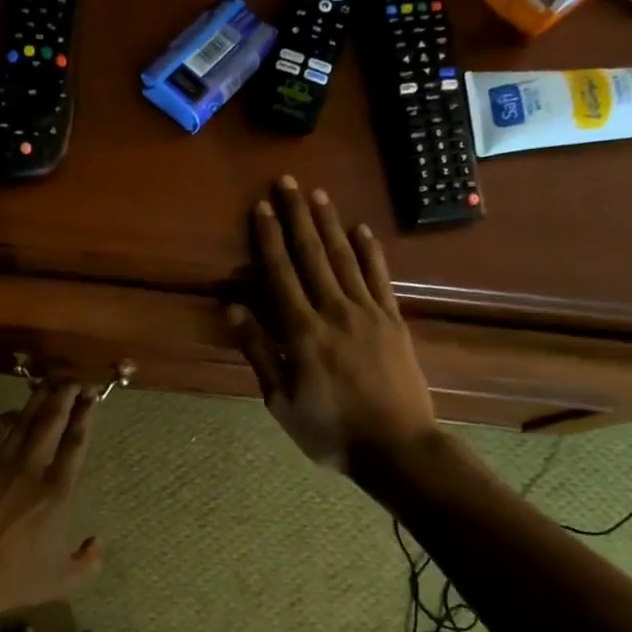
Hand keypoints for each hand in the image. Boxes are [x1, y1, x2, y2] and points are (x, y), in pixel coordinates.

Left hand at [0, 381, 102, 615]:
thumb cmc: (13, 579)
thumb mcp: (62, 581)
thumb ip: (87, 562)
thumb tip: (96, 543)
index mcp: (57, 492)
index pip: (75, 444)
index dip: (85, 416)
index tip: (91, 397)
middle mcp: (31, 469)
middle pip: (51, 421)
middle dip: (65, 395)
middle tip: (75, 378)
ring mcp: (0, 464)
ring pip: (23, 421)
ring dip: (38, 400)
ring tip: (50, 384)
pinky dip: (7, 418)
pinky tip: (14, 413)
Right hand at [227, 178, 439, 472]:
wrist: (397, 448)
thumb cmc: (329, 430)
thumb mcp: (280, 400)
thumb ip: (259, 352)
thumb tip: (235, 309)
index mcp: (301, 332)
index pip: (280, 275)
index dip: (269, 239)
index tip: (260, 209)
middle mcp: (334, 311)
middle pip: (312, 255)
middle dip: (296, 217)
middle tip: (286, 183)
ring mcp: (368, 313)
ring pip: (344, 258)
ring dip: (329, 224)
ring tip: (317, 195)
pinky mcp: (393, 321)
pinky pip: (379, 277)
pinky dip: (369, 251)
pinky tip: (360, 229)